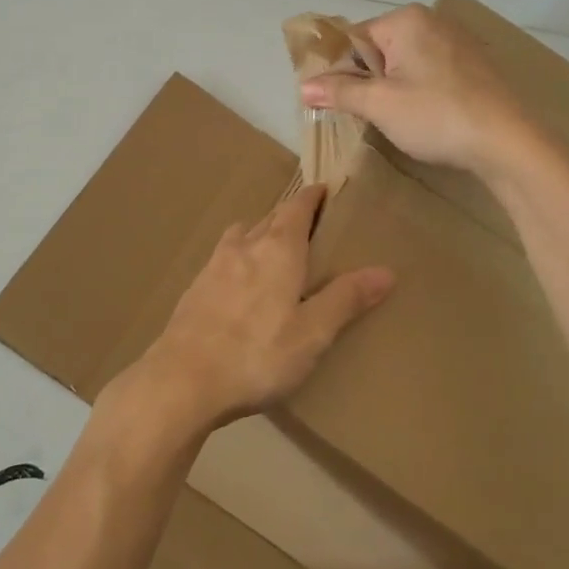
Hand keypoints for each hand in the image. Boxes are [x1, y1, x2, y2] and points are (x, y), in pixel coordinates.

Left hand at [121, 184, 392, 432]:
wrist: (182, 379)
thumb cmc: (257, 354)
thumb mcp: (312, 332)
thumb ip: (346, 299)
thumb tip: (386, 270)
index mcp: (277, 250)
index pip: (297, 208)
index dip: (312, 197)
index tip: (323, 189)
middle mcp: (244, 247)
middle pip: (269, 217)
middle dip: (288, 214)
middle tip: (308, 222)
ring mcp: (213, 265)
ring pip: (241, 235)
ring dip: (259, 232)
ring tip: (272, 248)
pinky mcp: (194, 288)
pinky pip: (222, 258)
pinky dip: (238, 257)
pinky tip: (239, 282)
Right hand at [299, 3, 532, 179]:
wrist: (509, 142)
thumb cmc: (437, 115)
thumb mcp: (379, 104)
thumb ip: (339, 91)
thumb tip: (303, 86)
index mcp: (406, 20)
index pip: (354, 39)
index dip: (340, 71)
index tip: (337, 102)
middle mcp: (432, 21)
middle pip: (379, 49)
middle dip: (368, 80)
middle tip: (367, 114)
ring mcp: (458, 42)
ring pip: (405, 63)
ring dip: (393, 89)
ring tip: (395, 119)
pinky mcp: (475, 66)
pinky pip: (431, 73)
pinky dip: (420, 92)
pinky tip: (426, 117)